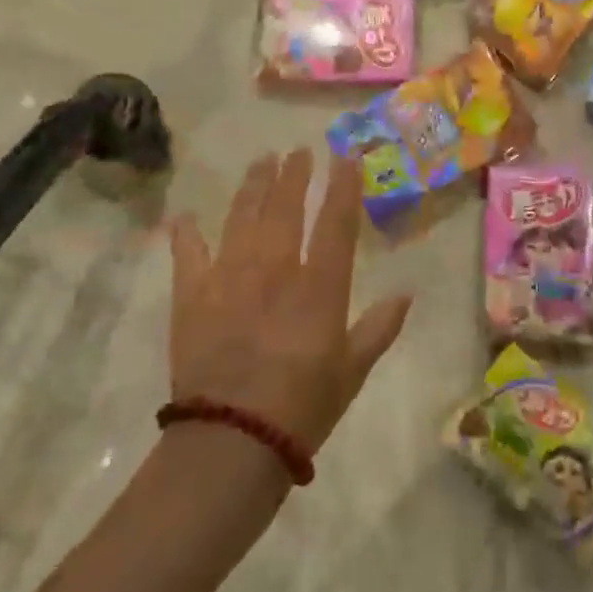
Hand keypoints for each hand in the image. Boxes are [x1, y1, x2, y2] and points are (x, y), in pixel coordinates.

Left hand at [169, 150, 412, 452]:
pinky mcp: (192, 296)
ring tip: (260, 162)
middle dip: (294, 175)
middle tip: (297, 151)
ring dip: (252, 187)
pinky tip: (185, 218)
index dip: (342, 185)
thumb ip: (379, 328)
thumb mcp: (352, 371)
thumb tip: (406, 294)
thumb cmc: (303, 406)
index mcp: (319, 286)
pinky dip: (186, 235)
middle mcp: (275, 270)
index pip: (335, 222)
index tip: (345, 155)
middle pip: (284, 208)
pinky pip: (188, 255)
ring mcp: (229, 278)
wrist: (232, 441)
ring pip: (242, 218)